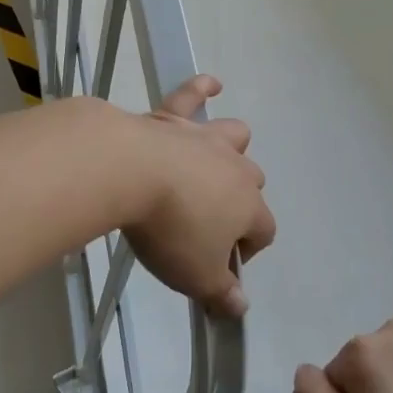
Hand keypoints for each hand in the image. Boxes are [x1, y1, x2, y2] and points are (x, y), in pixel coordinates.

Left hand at [123, 76, 275, 319]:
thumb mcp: (195, 276)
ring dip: (231, 148)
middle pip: (252, 182)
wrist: (129, 172)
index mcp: (248, 207)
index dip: (246, 251)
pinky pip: (193, 94)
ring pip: (234, 136)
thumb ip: (221, 294)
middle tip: (205, 222)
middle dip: (239, 201)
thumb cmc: (169, 229)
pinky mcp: (172, 117)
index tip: (219, 267)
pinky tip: (211, 84)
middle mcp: (235, 168)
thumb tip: (240, 307)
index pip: (263, 232)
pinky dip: (203, 88)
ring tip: (216, 161)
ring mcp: (204, 138)